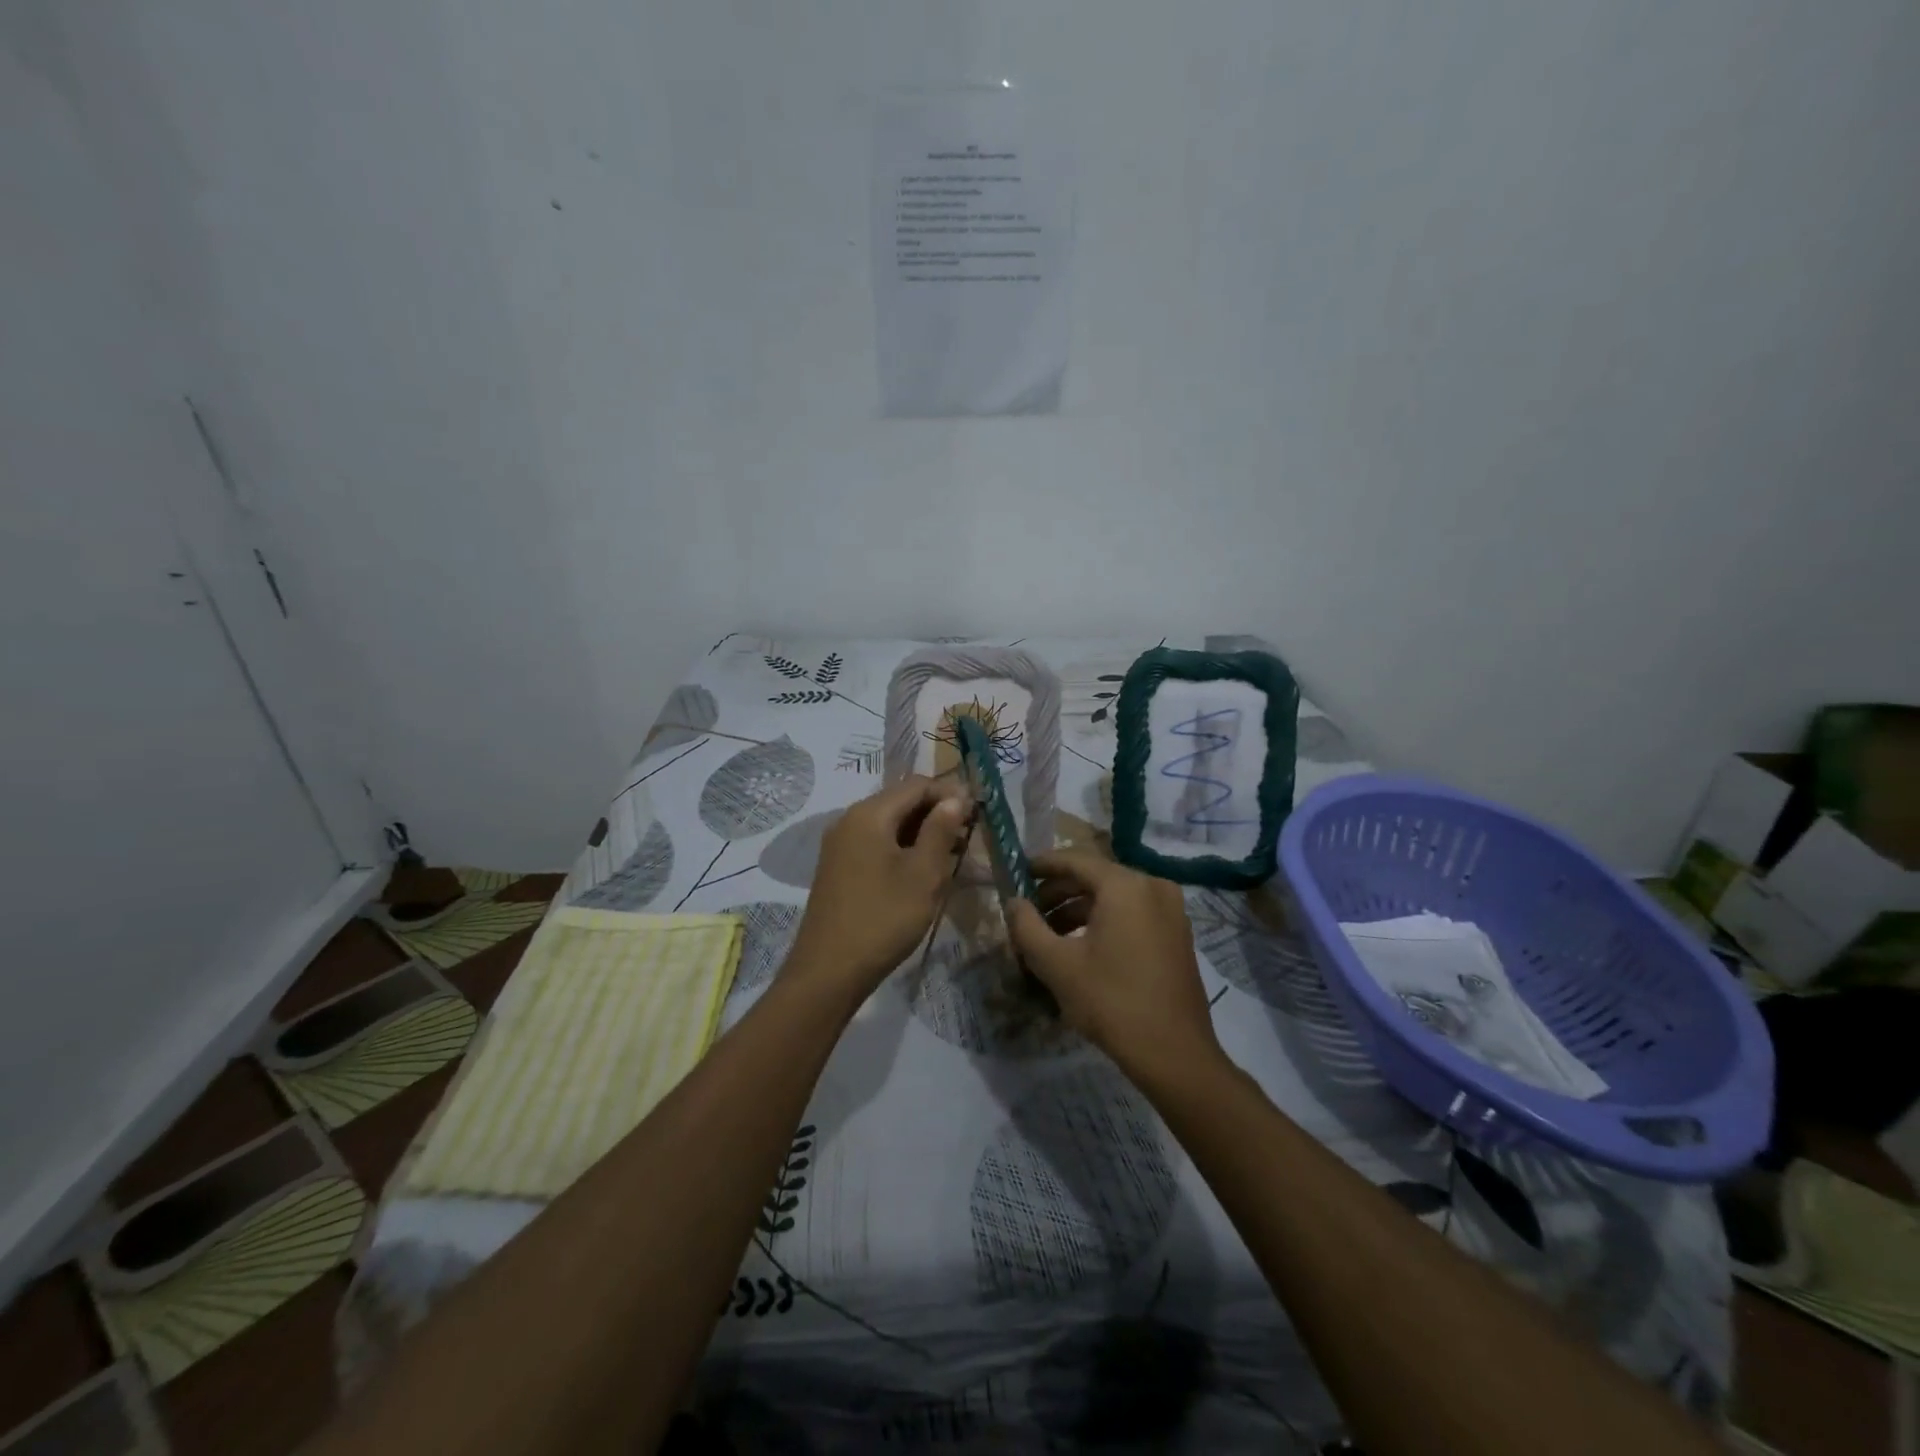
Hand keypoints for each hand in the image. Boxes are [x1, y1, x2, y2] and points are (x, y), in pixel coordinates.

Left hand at [789, 774, 970, 998]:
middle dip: (937, 813)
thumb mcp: (923, 874)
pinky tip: (922, 871)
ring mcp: (840, 845)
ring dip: (922, 833)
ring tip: (953, 856)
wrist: (829, 971)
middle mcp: (850, 820)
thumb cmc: (883, 918)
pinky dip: (903, 849)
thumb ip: (941, 830)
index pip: (917, 785)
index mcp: (869, 814)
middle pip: (901, 801)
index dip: (951, 793)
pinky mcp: (839, 867)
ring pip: (890, 824)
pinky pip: (876, 844)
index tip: (979, 813)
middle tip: (969, 836)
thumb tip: (956, 797)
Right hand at [1007, 850, 1224, 1082]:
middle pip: (1096, 877)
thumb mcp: (1056, 964)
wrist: (1175, 1054)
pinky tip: (1082, 948)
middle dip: (1058, 892)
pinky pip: (1133, 913)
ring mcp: (1171, 910)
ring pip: (1114, 897)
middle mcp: (1152, 886)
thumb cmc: (1111, 1002)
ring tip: (1050, 936)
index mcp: (1125, 885)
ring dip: (1079, 910)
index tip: (1018, 873)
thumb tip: (1013, 902)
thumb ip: (1027, 926)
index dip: (1042, 865)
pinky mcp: (1177, 934)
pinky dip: (1105, 921)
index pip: (1075, 860)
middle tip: (1029, 913)